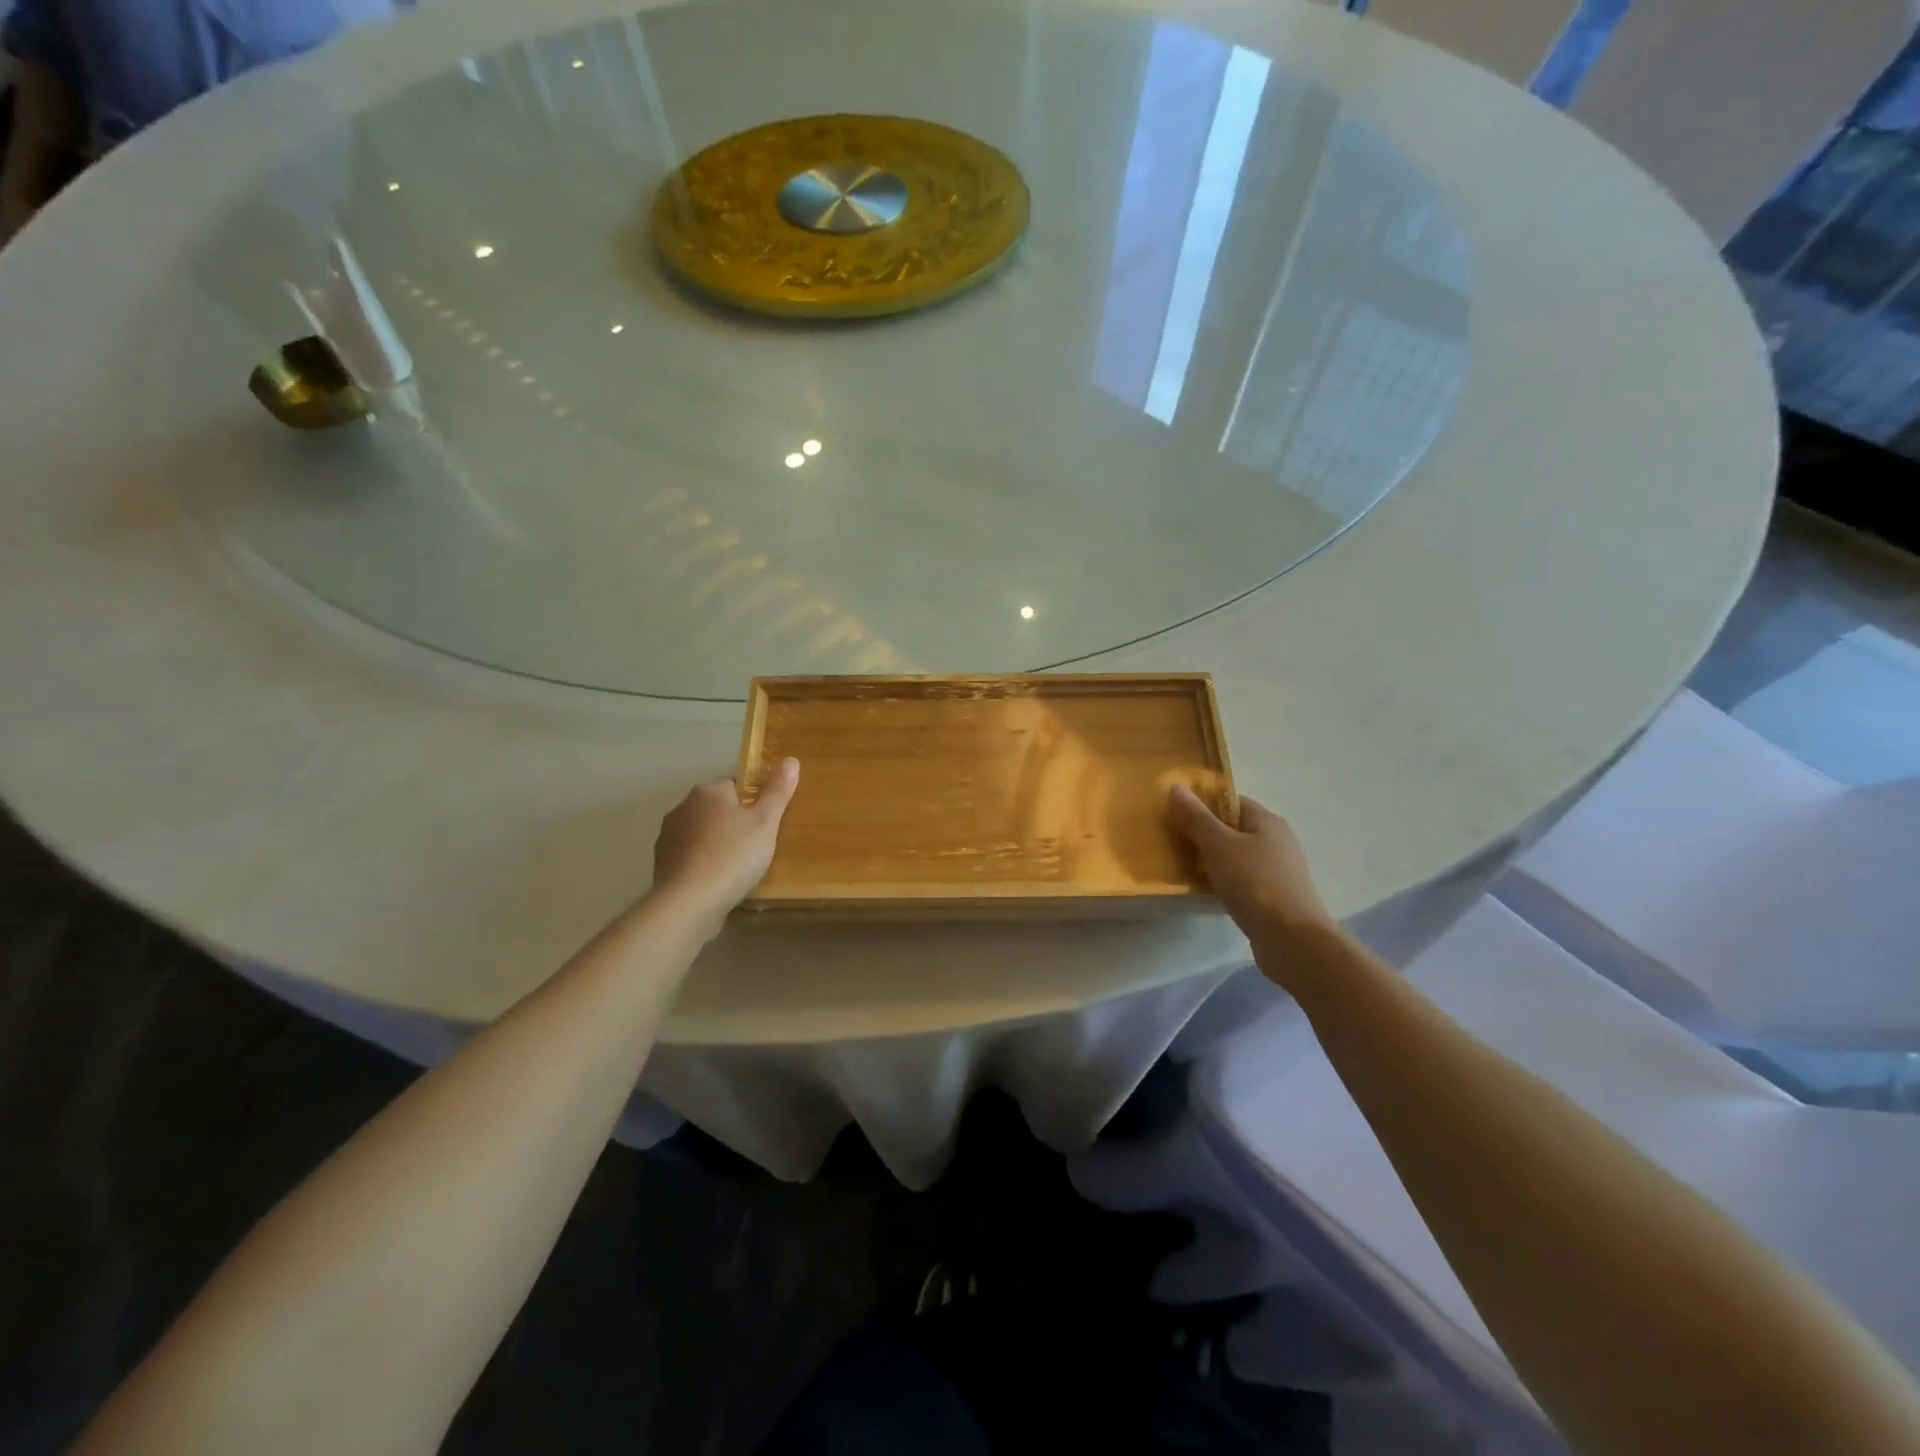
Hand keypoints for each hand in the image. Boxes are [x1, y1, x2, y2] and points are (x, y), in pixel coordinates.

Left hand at [651, 759, 798, 932]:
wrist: (689, 902)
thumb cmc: (733, 855)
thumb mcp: (766, 822)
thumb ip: (777, 791)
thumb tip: (791, 759)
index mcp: (707, 792)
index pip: (734, 787)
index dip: (752, 804)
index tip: (765, 825)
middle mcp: (682, 808)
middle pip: (716, 810)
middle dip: (733, 825)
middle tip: (756, 848)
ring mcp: (667, 838)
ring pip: (701, 835)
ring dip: (716, 846)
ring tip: (737, 869)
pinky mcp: (661, 866)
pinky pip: (689, 858)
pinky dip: (702, 866)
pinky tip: (716, 884)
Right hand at [1168, 784, 1333, 950]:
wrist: (1292, 940)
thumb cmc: (1254, 883)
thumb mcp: (1218, 845)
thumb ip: (1196, 817)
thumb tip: (1176, 787)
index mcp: (1267, 821)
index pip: (1231, 802)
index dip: (1203, 806)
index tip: (1177, 819)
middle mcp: (1277, 841)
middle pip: (1233, 829)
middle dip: (1205, 835)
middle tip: (1176, 844)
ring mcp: (1279, 871)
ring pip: (1237, 857)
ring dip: (1213, 862)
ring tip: (1186, 870)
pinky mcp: (1275, 897)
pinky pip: (1243, 880)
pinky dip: (1225, 883)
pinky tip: (1208, 893)